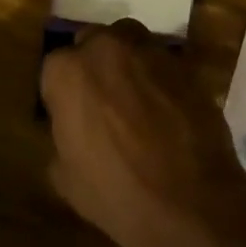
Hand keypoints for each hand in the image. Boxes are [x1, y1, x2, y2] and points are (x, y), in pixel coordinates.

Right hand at [40, 19, 245, 246]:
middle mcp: (107, 48)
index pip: (55, 68)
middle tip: (103, 102)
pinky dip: (159, 79)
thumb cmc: (115, 192)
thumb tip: (73, 128)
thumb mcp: (65, 176)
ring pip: (130, 44)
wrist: (190, 202)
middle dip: (95, 66)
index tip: (71, 114)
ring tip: (136, 101)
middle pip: (94, 44)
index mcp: (68, 71)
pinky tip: (165, 110)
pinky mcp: (185, 64)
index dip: (63, 92)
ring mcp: (150, 51)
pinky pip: (162, 63)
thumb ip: (62, 136)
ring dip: (128, 64)